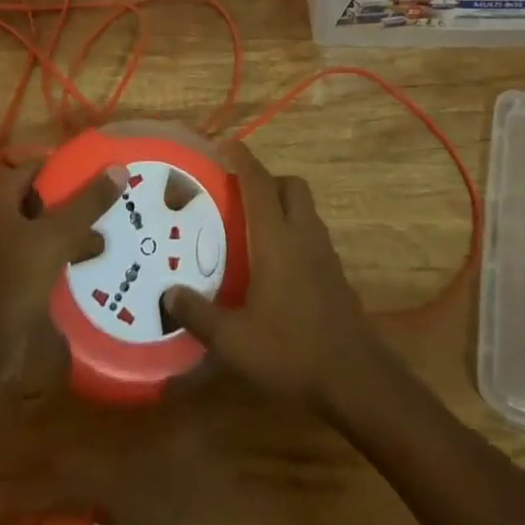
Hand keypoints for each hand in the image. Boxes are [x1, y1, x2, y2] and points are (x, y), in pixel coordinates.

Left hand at [0, 157, 122, 376]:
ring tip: (102, 241)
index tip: (96, 172)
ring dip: (65, 234)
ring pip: (35, 232)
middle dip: (70, 203)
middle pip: (36, 199)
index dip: (64, 166)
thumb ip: (87, 203)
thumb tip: (118, 168)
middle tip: (105, 206)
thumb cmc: (12, 283)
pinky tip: (80, 270)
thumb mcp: (56, 238)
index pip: (34, 167)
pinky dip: (54, 259)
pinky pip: (30, 259)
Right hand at [164, 141, 384, 407]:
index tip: (224, 145)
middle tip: (240, 196)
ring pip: (305, 208)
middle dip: (267, 180)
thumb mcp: (235, 341)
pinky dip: (294, 232)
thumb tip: (168, 294)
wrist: (356, 378)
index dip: (242, 159)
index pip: (258, 183)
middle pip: (290, 185)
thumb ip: (199, 315)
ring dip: (282, 205)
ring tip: (255, 229)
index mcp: (276, 238)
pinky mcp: (335, 273)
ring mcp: (324, 253)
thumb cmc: (292, 350)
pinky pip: (312, 234)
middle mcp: (303, 234)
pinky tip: (277, 265)